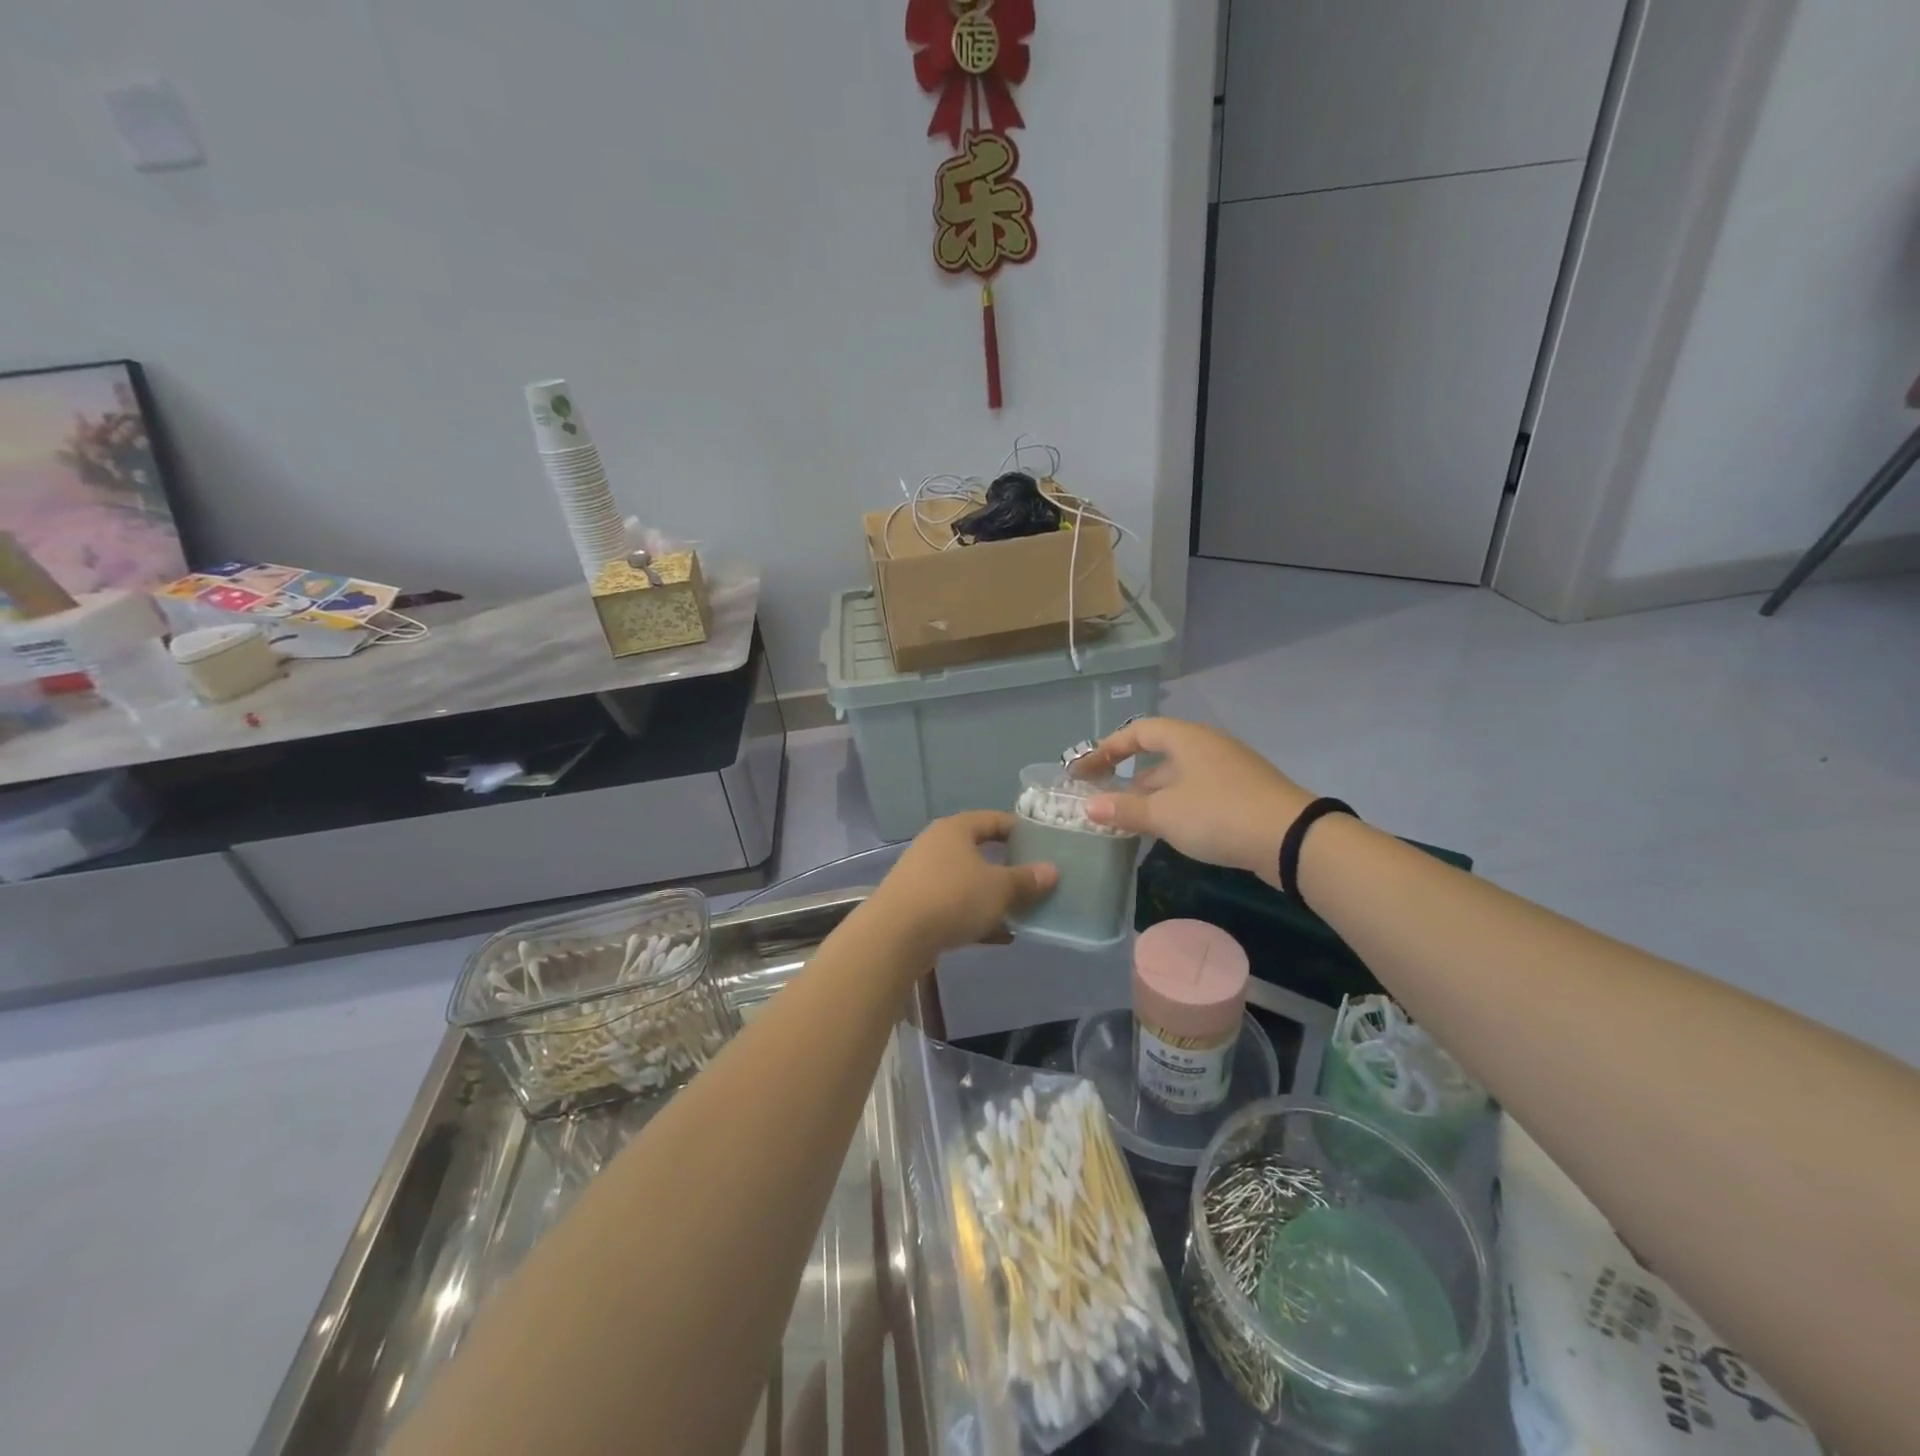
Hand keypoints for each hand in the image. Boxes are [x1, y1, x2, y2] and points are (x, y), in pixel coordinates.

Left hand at [863, 811, 1057, 958]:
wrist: (896, 935)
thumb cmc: (953, 897)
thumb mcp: (999, 888)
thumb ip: (1027, 879)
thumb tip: (1051, 870)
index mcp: (956, 829)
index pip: (994, 820)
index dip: (1020, 830)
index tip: (1044, 844)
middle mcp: (936, 845)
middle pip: (979, 851)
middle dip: (1008, 867)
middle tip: (1035, 880)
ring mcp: (923, 875)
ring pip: (968, 881)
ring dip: (993, 896)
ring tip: (1021, 911)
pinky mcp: (916, 904)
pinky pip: (954, 905)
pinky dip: (976, 916)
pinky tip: (1000, 936)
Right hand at [1070, 718, 1312, 882]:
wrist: (1291, 838)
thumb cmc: (1217, 814)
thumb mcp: (1164, 814)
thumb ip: (1123, 809)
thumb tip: (1088, 806)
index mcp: (1186, 739)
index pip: (1138, 731)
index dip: (1108, 748)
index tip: (1085, 770)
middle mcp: (1207, 746)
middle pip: (1159, 753)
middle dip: (1128, 775)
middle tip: (1104, 797)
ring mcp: (1229, 769)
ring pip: (1179, 776)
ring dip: (1152, 794)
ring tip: (1130, 818)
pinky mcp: (1244, 793)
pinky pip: (1198, 791)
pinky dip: (1176, 804)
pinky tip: (1169, 828)